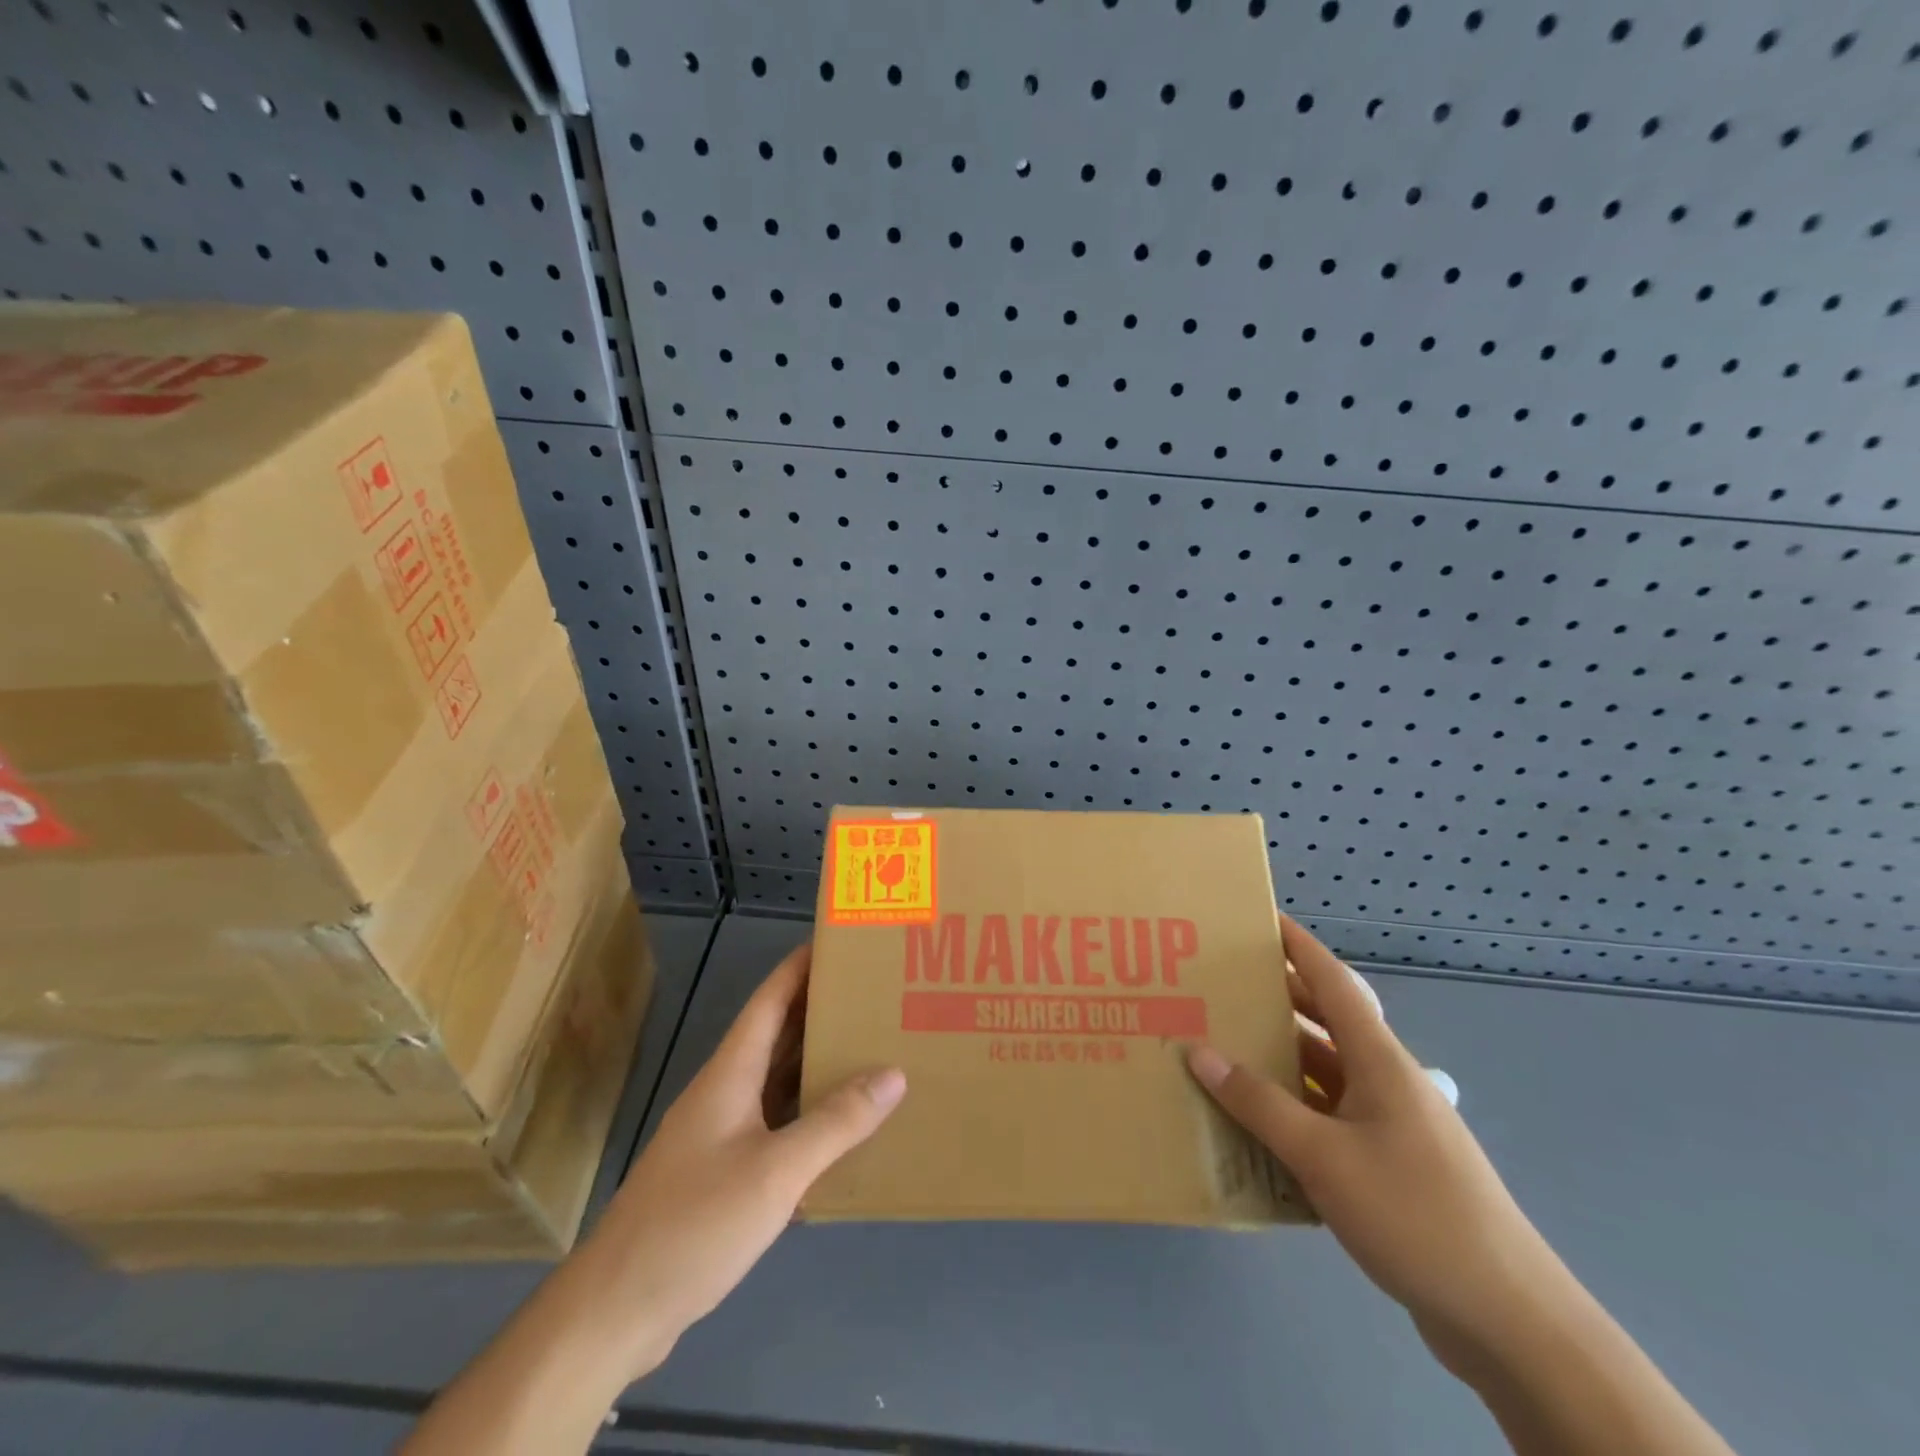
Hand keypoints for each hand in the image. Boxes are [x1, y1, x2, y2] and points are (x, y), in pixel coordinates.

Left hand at [585, 941, 906, 1380]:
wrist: (617, 1308)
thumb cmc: (694, 1222)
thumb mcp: (776, 1171)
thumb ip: (836, 1122)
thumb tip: (893, 1072)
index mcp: (731, 1072)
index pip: (771, 998)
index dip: (802, 965)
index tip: (842, 941)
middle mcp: (725, 1090)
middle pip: (777, 1033)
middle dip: (821, 1009)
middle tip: (875, 993)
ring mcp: (721, 1132)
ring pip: (777, 1079)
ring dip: (817, 1060)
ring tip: (870, 1046)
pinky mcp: (721, 1170)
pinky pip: (775, 1121)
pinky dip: (808, 1111)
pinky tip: (840, 1124)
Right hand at [1186, 916, 1570, 1372]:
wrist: (1508, 1320)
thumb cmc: (1415, 1213)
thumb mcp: (1323, 1155)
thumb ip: (1258, 1103)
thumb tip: (1198, 1051)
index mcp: (1380, 1062)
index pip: (1335, 982)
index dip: (1299, 946)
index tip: (1261, 918)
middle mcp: (1386, 1082)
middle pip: (1325, 1024)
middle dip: (1277, 1000)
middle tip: (1221, 985)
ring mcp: (1390, 1126)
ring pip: (1324, 1075)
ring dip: (1279, 1060)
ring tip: (1223, 1047)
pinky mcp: (1389, 1167)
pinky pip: (1328, 1119)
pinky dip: (1292, 1111)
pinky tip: (1255, 1125)